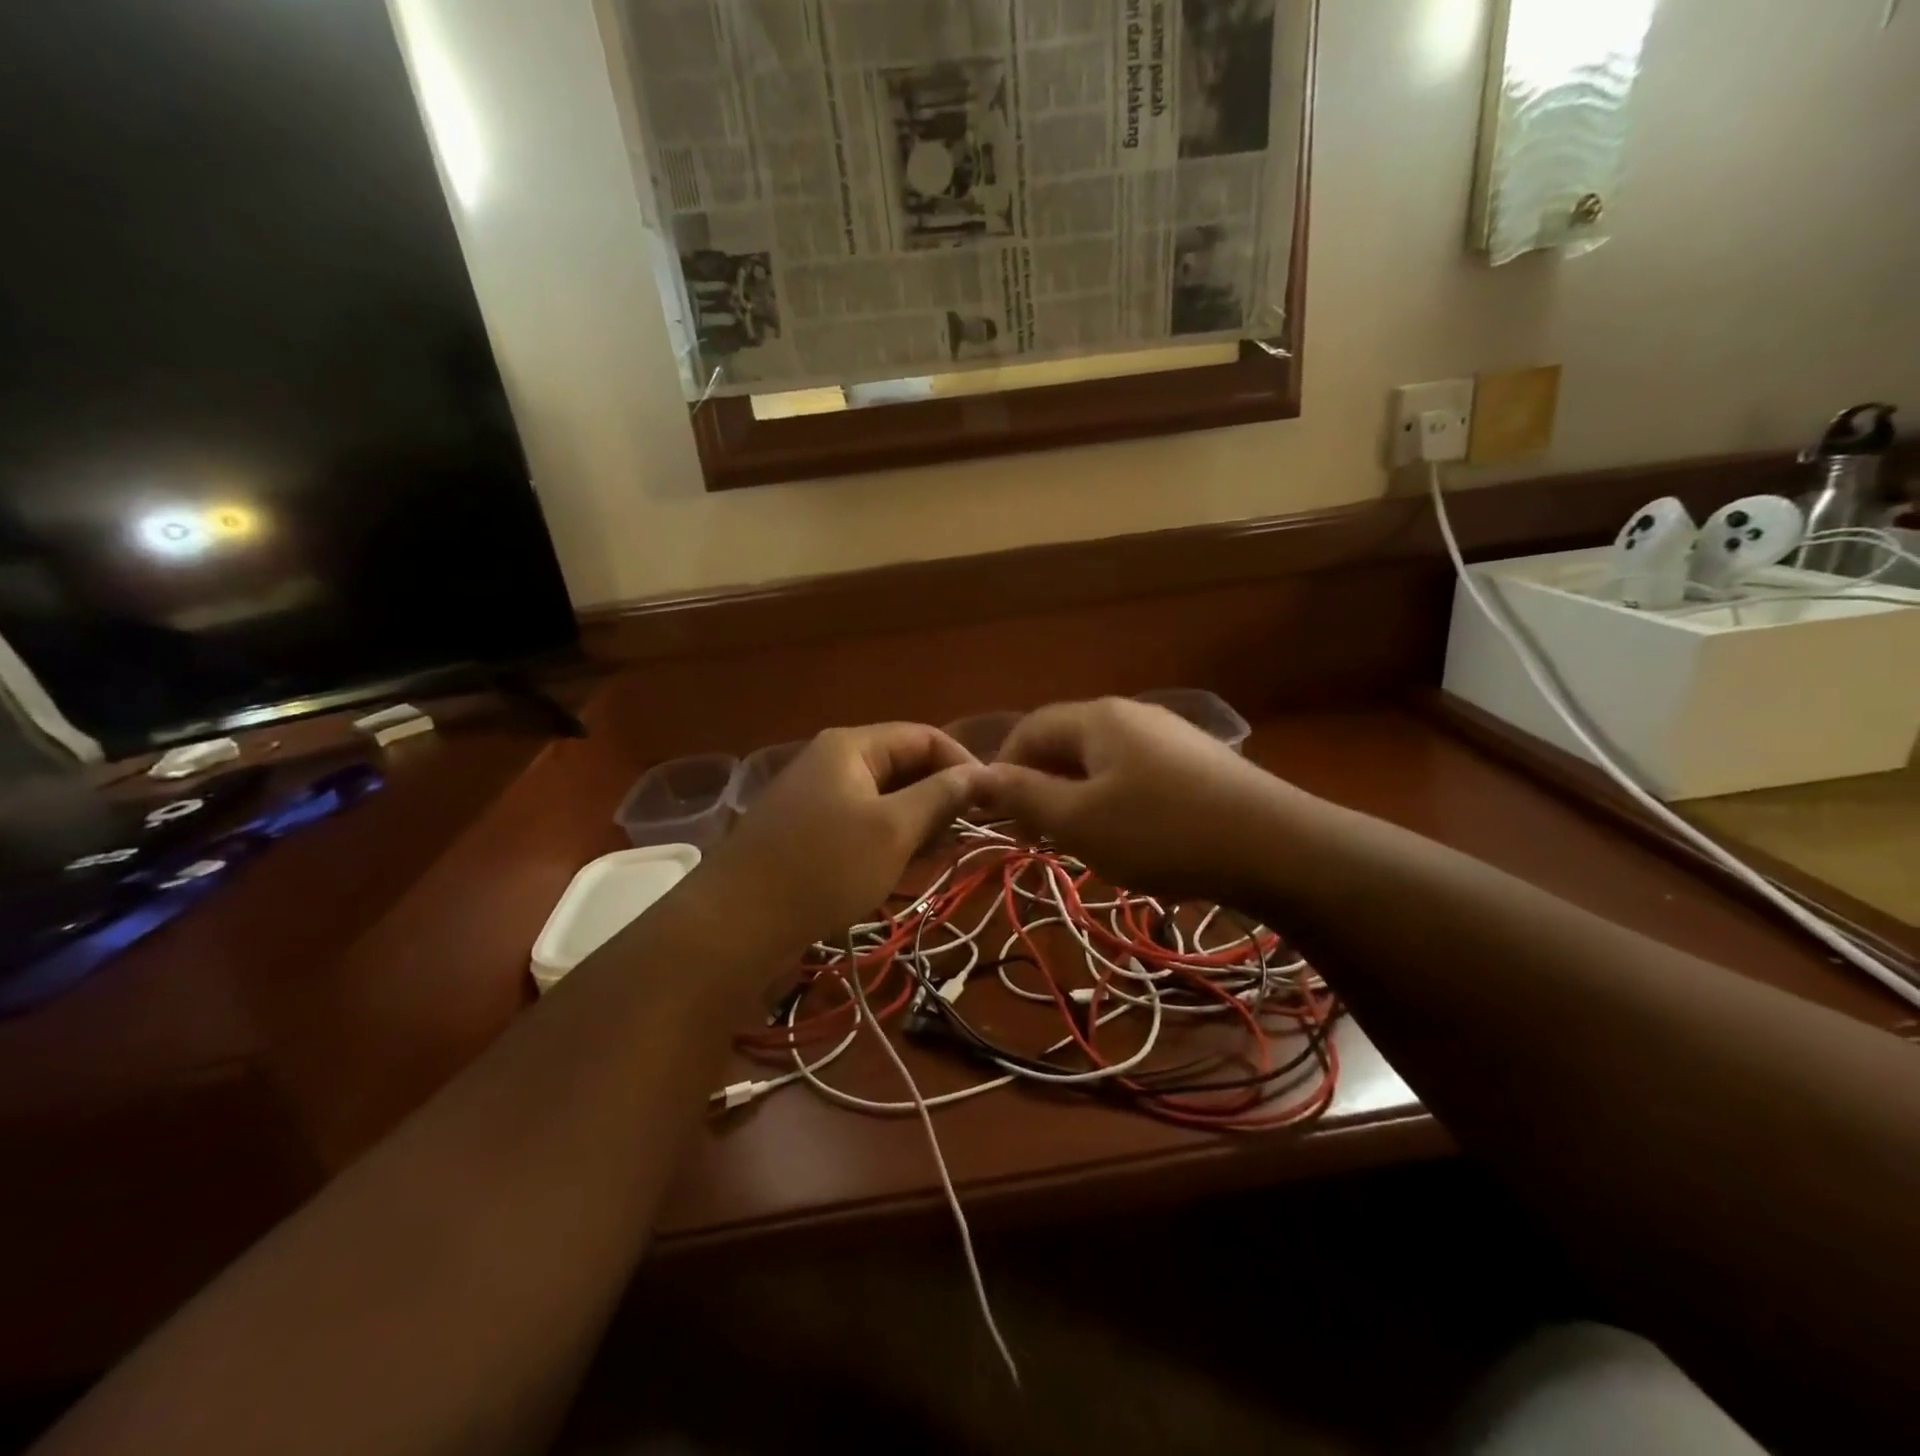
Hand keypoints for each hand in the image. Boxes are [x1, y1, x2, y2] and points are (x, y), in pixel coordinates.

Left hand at [698, 723, 981, 949]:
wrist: (735, 923)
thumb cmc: (823, 867)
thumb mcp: (893, 830)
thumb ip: (940, 796)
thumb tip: (981, 773)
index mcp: (852, 746)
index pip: (924, 736)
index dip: (963, 763)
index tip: (992, 802)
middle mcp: (833, 761)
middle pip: (903, 765)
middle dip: (940, 796)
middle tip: (966, 835)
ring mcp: (817, 797)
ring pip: (885, 798)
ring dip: (916, 822)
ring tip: (937, 856)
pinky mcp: (808, 831)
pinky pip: (862, 823)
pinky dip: (888, 839)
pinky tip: (902, 868)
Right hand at [979, 698, 1296, 900]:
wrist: (1276, 847)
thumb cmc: (1162, 831)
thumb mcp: (1079, 821)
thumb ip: (1023, 796)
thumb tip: (977, 776)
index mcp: (1098, 718)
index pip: (1030, 729)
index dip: (1003, 769)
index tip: (1000, 817)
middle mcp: (1133, 715)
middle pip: (1067, 743)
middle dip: (1042, 787)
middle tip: (1040, 837)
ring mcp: (1171, 737)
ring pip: (1102, 762)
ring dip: (1079, 798)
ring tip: (1084, 842)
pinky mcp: (1198, 763)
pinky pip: (1137, 775)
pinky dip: (1117, 802)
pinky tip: (1134, 838)